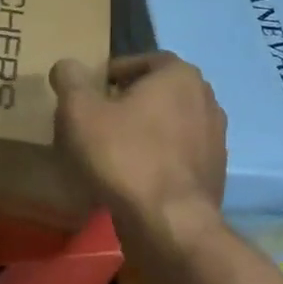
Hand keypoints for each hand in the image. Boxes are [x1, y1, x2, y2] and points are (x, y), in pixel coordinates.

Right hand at [50, 52, 227, 222]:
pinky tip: (131, 175)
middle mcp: (206, 100)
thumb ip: (70, 80)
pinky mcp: (213, 173)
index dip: (113, 72)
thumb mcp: (80, 111)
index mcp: (179, 76)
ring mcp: (215, 139)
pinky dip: (156, 157)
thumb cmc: (124, 155)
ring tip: (111, 148)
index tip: (90, 91)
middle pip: (158, 92)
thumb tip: (67, 66)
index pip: (143, 60)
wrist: (169, 223)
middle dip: (128, 101)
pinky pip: (177, 154)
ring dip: (143, 130)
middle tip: (97, 117)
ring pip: (169, 124)